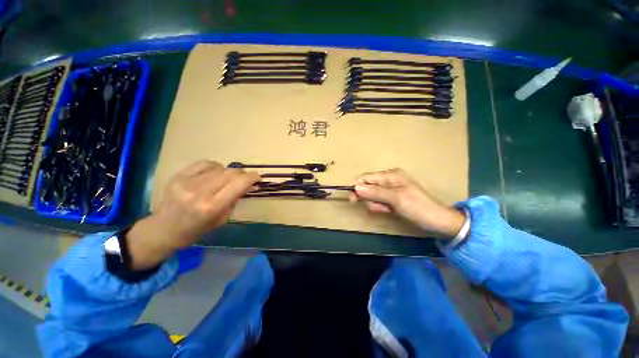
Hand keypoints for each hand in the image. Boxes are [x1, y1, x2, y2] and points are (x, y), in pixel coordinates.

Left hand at [126, 160, 258, 269]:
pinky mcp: (178, 176)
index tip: (257, 177)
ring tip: (226, 179)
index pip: (239, 184)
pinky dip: (214, 167)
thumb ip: (234, 199)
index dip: (252, 177)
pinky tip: (213, 174)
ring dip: (228, 172)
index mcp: (212, 207)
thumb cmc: (196, 230)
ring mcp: (186, 182)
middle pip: (230, 173)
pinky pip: (204, 163)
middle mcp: (199, 192)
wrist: (163, 230)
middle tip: (243, 179)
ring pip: (219, 167)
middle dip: (241, 174)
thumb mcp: (222, 219)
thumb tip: (246, 184)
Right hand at [351, 168, 465, 237]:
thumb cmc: (418, 207)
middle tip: (376, 207)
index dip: (358, 187)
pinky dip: (381, 207)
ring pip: (373, 195)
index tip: (354, 199)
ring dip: (376, 204)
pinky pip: (380, 201)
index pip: (367, 177)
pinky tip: (389, 211)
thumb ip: (375, 192)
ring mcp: (391, 189)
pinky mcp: (393, 198)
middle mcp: (389, 180)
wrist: (438, 221)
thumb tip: (356, 187)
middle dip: (369, 198)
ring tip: (387, 209)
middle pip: (368, 186)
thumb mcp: (396, 199)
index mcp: (391, 175)